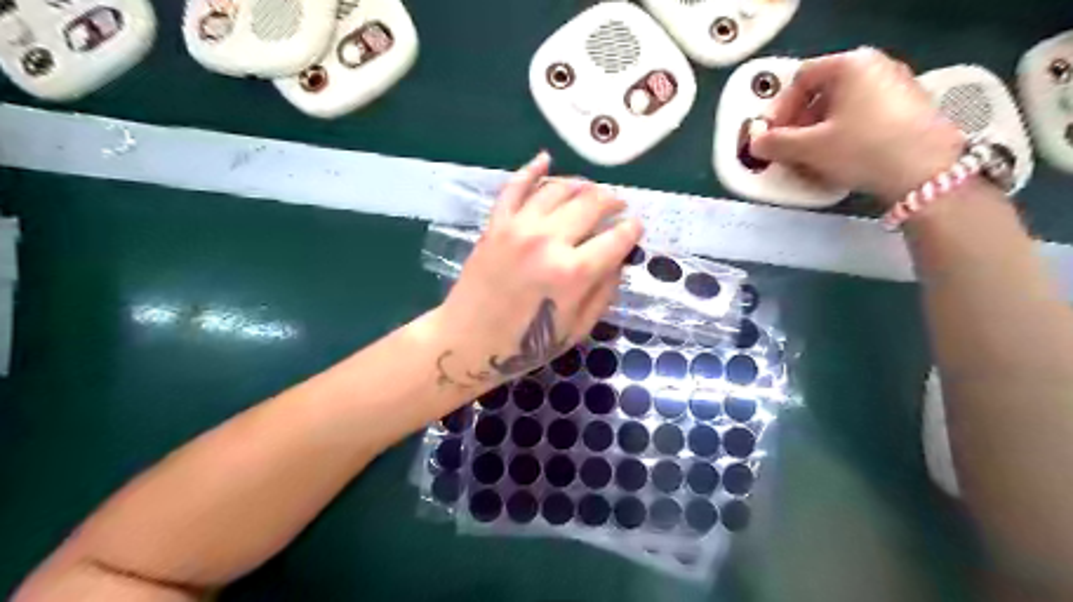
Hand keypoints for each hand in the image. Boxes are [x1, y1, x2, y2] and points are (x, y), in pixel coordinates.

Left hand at [430, 153, 638, 391]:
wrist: (468, 342)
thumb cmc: (525, 346)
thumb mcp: (577, 329)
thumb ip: (603, 292)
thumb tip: (618, 260)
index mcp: (574, 273)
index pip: (616, 239)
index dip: (632, 230)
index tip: (636, 227)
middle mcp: (549, 241)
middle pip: (592, 204)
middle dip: (612, 201)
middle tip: (618, 206)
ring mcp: (519, 228)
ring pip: (559, 189)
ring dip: (582, 185)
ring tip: (591, 191)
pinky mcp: (496, 224)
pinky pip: (515, 187)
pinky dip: (532, 170)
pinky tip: (545, 159)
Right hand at [749, 47, 963, 200]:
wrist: (926, 173)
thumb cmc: (861, 148)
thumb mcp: (809, 148)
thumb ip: (775, 143)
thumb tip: (755, 143)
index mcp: (851, 64)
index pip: (800, 79)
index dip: (778, 109)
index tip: (770, 136)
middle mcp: (876, 67)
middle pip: (821, 94)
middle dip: (797, 125)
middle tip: (786, 151)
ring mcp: (896, 88)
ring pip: (840, 109)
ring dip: (816, 135)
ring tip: (807, 162)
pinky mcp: (908, 112)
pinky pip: (861, 119)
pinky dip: (840, 138)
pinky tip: (835, 163)